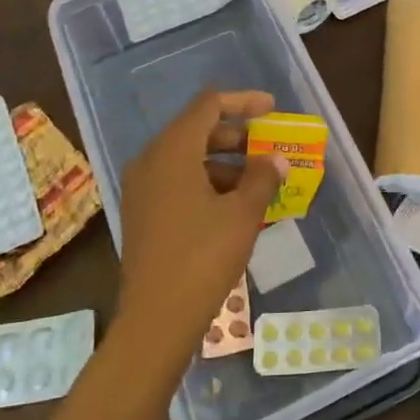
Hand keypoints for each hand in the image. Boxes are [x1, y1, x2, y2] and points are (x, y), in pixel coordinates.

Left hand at [113, 90, 284, 368]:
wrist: (157, 317)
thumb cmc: (203, 256)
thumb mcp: (242, 214)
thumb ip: (262, 177)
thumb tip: (275, 159)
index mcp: (173, 151)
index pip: (208, 106)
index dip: (242, 102)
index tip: (272, 109)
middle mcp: (151, 161)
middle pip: (197, 130)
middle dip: (236, 135)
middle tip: (269, 147)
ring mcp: (143, 188)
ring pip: (188, 158)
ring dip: (225, 162)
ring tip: (260, 182)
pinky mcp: (143, 213)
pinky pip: (178, 182)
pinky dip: (208, 183)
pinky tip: (235, 206)